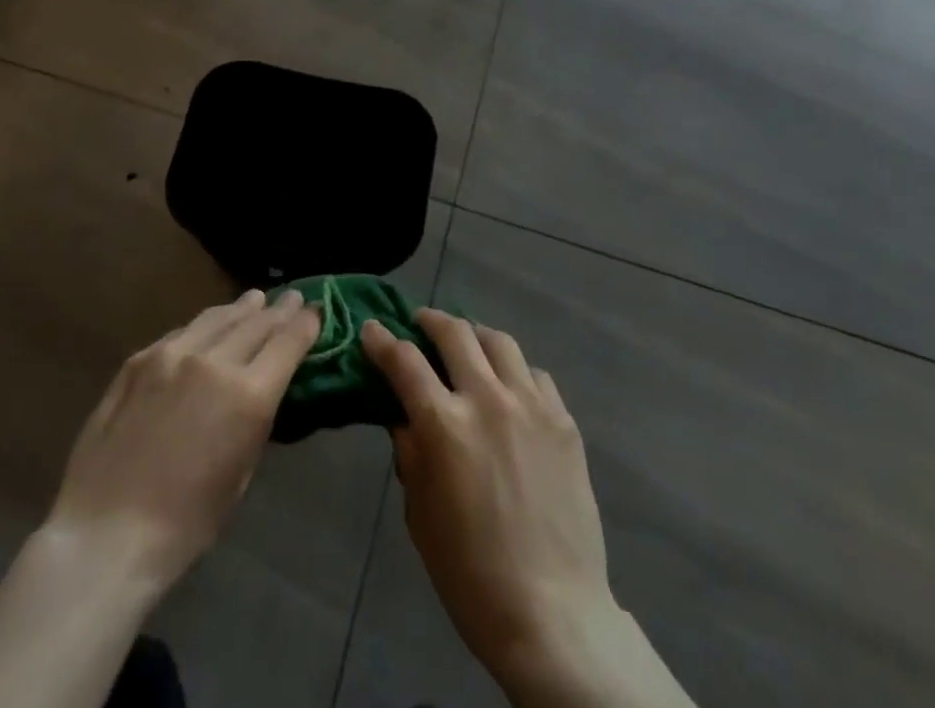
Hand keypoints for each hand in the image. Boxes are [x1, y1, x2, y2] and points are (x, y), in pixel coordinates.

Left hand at [45, 289, 318, 589]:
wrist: (105, 533)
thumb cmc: (185, 524)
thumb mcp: (240, 475)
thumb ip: (253, 419)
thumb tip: (260, 388)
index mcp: (248, 395)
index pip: (288, 342)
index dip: (306, 323)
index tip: (316, 310)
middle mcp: (213, 361)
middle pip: (256, 323)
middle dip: (279, 310)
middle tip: (293, 297)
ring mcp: (172, 354)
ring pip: (217, 317)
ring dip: (241, 308)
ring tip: (255, 299)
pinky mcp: (139, 358)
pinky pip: (181, 332)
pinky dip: (203, 326)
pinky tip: (206, 328)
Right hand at [364, 311, 689, 707]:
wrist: (552, 613)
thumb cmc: (470, 573)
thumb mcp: (420, 513)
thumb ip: (410, 453)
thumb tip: (404, 415)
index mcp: (444, 424)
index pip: (404, 361)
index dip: (382, 340)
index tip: (371, 329)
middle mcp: (487, 399)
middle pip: (455, 333)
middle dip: (430, 321)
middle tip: (420, 324)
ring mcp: (531, 405)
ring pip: (499, 341)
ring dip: (474, 336)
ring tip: (467, 346)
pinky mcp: (563, 421)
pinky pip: (536, 374)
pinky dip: (514, 371)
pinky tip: (510, 388)